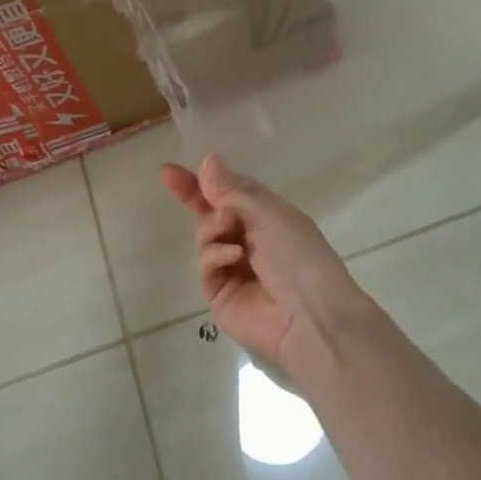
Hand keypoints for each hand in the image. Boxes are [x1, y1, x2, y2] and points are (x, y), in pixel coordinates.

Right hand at [161, 155, 377, 384]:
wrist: (311, 318)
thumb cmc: (299, 256)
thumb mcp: (270, 214)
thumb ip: (233, 190)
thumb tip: (208, 161)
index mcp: (268, 218)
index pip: (231, 193)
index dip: (207, 180)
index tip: (175, 168)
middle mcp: (250, 241)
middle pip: (212, 214)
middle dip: (193, 196)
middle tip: (169, 177)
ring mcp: (233, 269)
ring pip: (205, 236)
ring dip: (213, 227)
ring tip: (228, 229)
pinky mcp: (220, 294)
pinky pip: (206, 264)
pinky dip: (215, 255)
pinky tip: (233, 257)